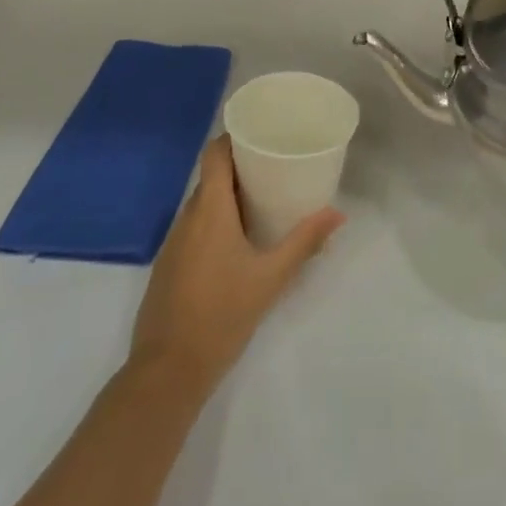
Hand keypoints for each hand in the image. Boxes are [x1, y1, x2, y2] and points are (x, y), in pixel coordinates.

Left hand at [127, 136, 342, 394]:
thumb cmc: (222, 314)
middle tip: (276, 166)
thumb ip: (304, 242)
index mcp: (210, 210)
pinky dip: (215, 221)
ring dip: (229, 197)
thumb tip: (338, 214)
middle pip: (212, 177)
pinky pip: (194, 228)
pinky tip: (238, 241)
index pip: (214, 154)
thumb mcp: (271, 277)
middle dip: (241, 168)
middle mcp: (187, 218)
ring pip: (202, 204)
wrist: (167, 372)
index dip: (234, 137)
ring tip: (263, 200)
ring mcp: (173, 244)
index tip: (262, 134)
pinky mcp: (168, 267)